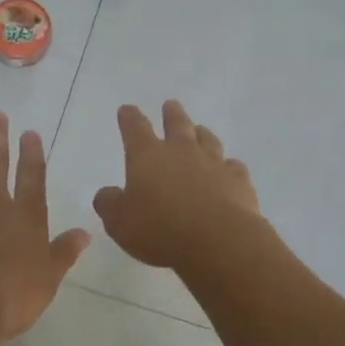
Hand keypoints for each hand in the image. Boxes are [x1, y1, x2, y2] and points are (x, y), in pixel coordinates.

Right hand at [93, 101, 262, 270]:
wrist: (218, 240)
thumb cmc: (160, 229)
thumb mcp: (120, 222)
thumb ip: (109, 205)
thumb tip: (106, 194)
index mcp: (148, 156)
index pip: (135, 128)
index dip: (129, 117)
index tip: (127, 109)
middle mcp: (181, 151)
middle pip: (177, 124)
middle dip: (171, 114)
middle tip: (170, 105)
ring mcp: (213, 163)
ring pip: (208, 140)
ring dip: (202, 133)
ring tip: (200, 130)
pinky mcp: (238, 180)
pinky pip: (233, 166)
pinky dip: (228, 166)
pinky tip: (229, 169)